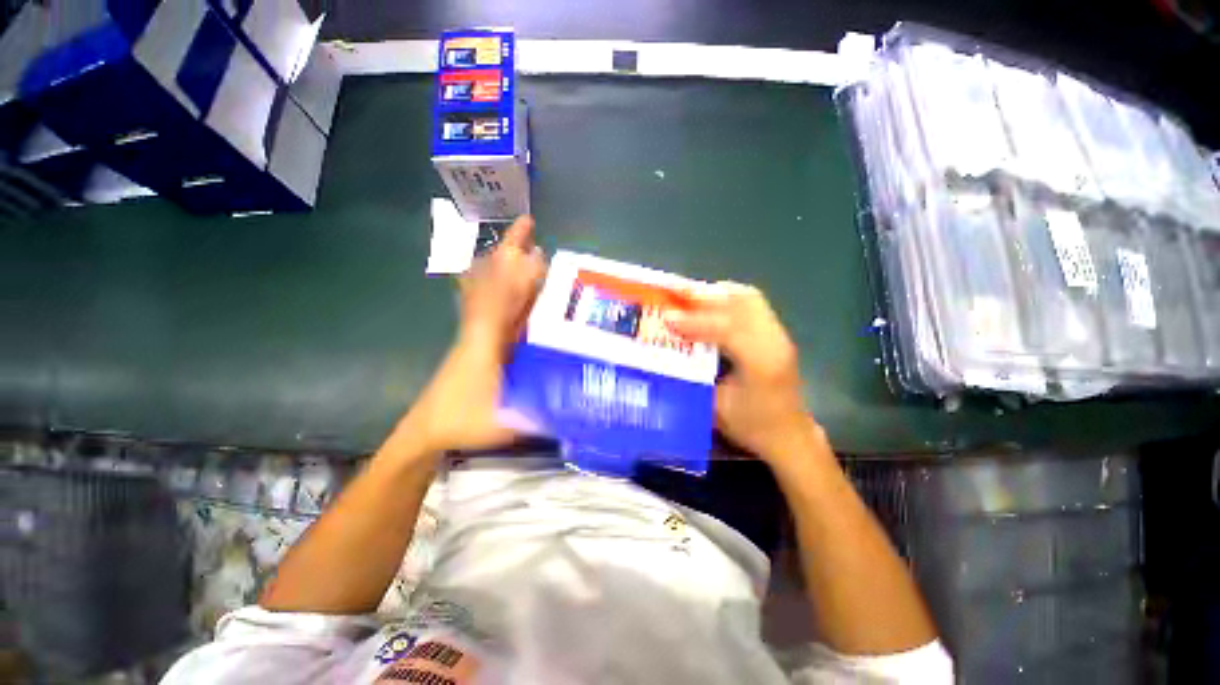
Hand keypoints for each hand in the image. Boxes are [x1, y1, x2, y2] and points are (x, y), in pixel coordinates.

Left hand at [403, 216, 545, 454]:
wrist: (428, 429)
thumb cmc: (464, 421)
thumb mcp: (506, 421)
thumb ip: (541, 412)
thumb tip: (580, 400)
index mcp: (487, 339)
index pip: (502, 295)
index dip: (517, 269)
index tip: (534, 245)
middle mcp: (483, 326)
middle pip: (497, 281)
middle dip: (512, 252)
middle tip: (529, 227)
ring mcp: (480, 331)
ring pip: (495, 290)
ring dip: (509, 265)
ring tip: (528, 247)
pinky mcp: (480, 339)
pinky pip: (494, 305)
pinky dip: (505, 288)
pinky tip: (518, 285)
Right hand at [668, 283, 821, 467]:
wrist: (790, 436)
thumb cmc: (750, 426)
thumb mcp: (715, 407)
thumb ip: (694, 377)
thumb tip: (667, 352)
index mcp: (759, 364)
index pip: (727, 330)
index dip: (695, 321)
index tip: (668, 318)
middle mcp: (774, 342)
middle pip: (742, 303)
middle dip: (705, 297)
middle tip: (677, 297)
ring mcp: (780, 336)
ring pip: (750, 298)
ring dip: (718, 294)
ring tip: (692, 298)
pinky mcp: (778, 335)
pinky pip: (753, 304)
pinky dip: (730, 298)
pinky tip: (712, 305)